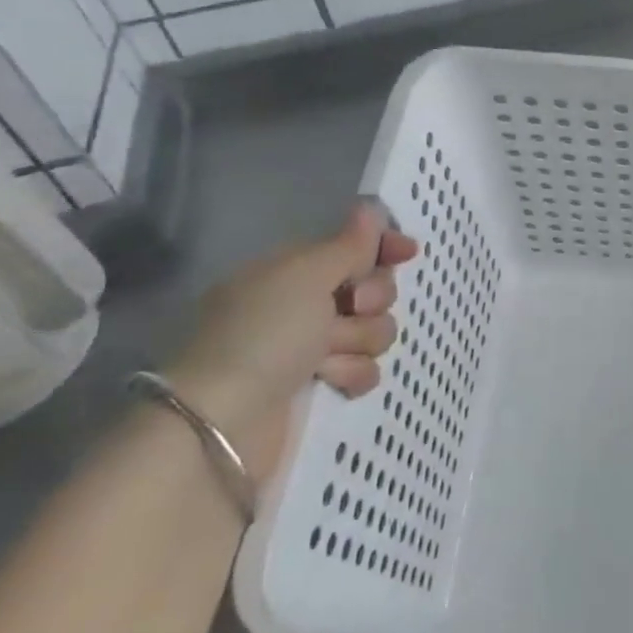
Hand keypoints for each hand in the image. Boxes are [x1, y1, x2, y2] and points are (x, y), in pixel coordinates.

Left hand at [164, 202, 418, 471]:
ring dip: (358, 341)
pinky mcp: (320, 385)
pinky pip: (365, 368)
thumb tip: (368, 208)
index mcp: (292, 271)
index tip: (408, 252)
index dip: (382, 247)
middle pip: (372, 288)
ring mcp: (311, 347)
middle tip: (350, 308)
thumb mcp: (305, 276)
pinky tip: (331, 382)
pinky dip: (352, 374)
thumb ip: (347, 245)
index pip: (351, 246)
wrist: (225, 424)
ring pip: (374, 330)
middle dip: (371, 300)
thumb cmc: (263, 335)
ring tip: (326, 358)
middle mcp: (303, 304)